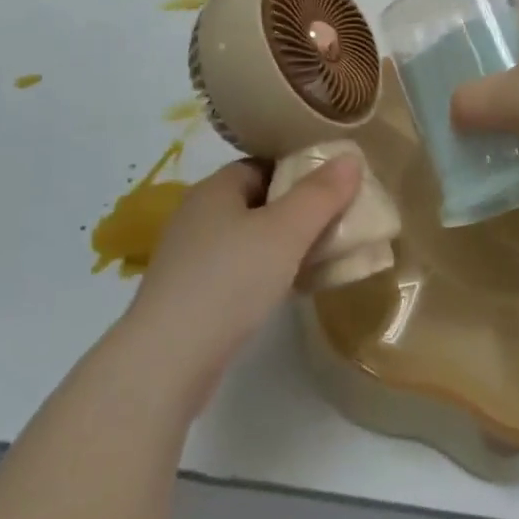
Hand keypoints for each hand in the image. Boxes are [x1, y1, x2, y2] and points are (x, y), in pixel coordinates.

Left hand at [122, 156, 362, 411]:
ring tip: (316, 259)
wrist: (167, 361)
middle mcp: (197, 214)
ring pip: (245, 238)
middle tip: (333, 225)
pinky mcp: (187, 295)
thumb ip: (321, 194)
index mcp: (215, 188)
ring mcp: (188, 257)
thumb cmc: (230, 280)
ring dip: (279, 246)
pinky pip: (234, 270)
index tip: (332, 190)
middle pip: (255, 201)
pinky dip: (261, 273)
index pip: (262, 164)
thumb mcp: (286, 232)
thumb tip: (351, 157)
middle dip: (293, 211)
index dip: (298, 173)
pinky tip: (283, 292)